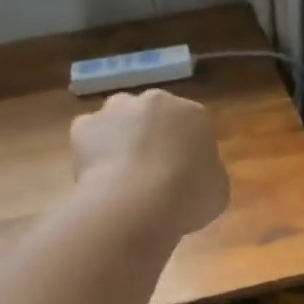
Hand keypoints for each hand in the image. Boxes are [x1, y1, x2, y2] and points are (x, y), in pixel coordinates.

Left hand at [71, 89, 229, 236]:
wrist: (137, 202)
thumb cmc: (188, 197)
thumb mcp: (218, 191)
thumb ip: (208, 174)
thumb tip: (195, 175)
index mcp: (194, 114)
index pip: (193, 126)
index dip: (186, 151)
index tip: (182, 175)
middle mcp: (156, 101)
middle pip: (154, 116)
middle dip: (152, 137)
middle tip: (151, 173)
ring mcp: (118, 109)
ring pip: (119, 120)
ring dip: (120, 138)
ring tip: (121, 175)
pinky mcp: (85, 124)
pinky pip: (90, 136)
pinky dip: (92, 151)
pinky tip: (98, 176)